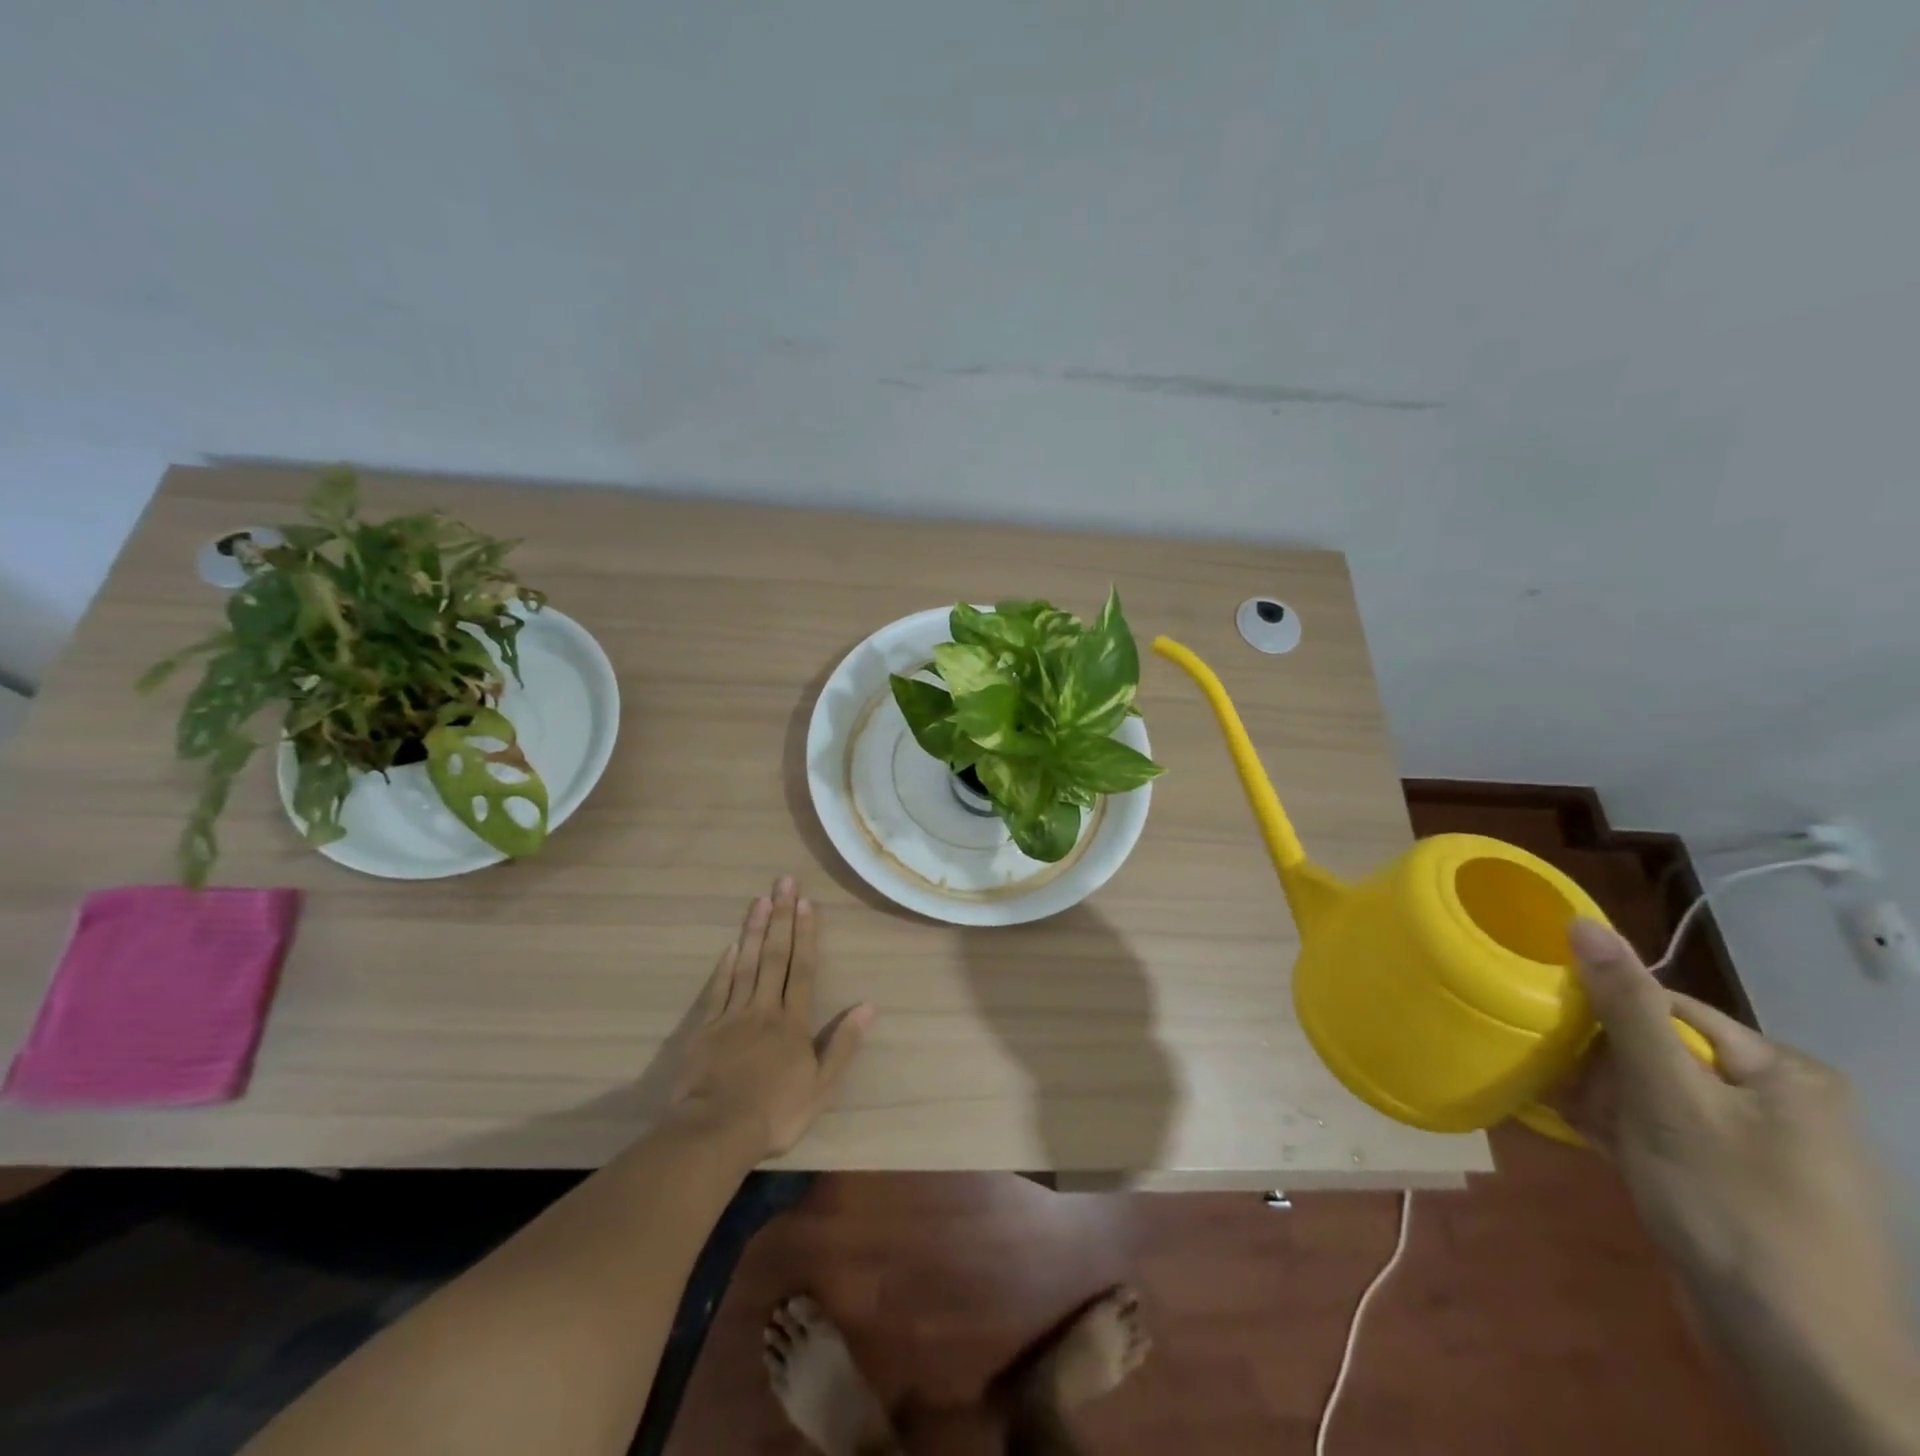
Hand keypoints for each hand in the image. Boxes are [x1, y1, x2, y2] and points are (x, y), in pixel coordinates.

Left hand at [671, 878, 872, 1159]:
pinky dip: (726, 965)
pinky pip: (719, 989)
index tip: (806, 903)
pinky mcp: (706, 1028)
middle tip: (783, 883)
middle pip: (776, 957)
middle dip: (781, 918)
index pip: (803, 969)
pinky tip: (732, 945)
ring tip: (760, 900)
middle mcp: (765, 1009)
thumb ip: (844, 1044)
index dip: (806, 935)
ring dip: (755, 931)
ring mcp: (733, 1016)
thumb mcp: (821, 1087)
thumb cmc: (775, 1113)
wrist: (714, 1131)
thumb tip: (869, 1006)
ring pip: (747, 964)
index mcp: (794, 1023)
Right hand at [1564, 919, 1919, 1452]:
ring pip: (1656, 1095)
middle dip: (1604, 1072)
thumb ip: (1626, 1007)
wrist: (1797, 1358)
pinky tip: (1594, 1146)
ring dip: (1607, 1104)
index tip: (1556, 1044)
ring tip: (1577, 1124)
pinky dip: (1626, 1135)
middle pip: (1661, 1052)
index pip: (1670, 1010)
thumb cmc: (1731, 1208)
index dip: (1605, 1021)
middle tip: (1569, 1097)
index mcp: (1784, 1070)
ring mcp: (1764, 1147)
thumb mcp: (1668, 1098)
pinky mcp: (1739, 1184)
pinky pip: (1668, 1135)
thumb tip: (1583, 922)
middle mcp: (1782, 1100)